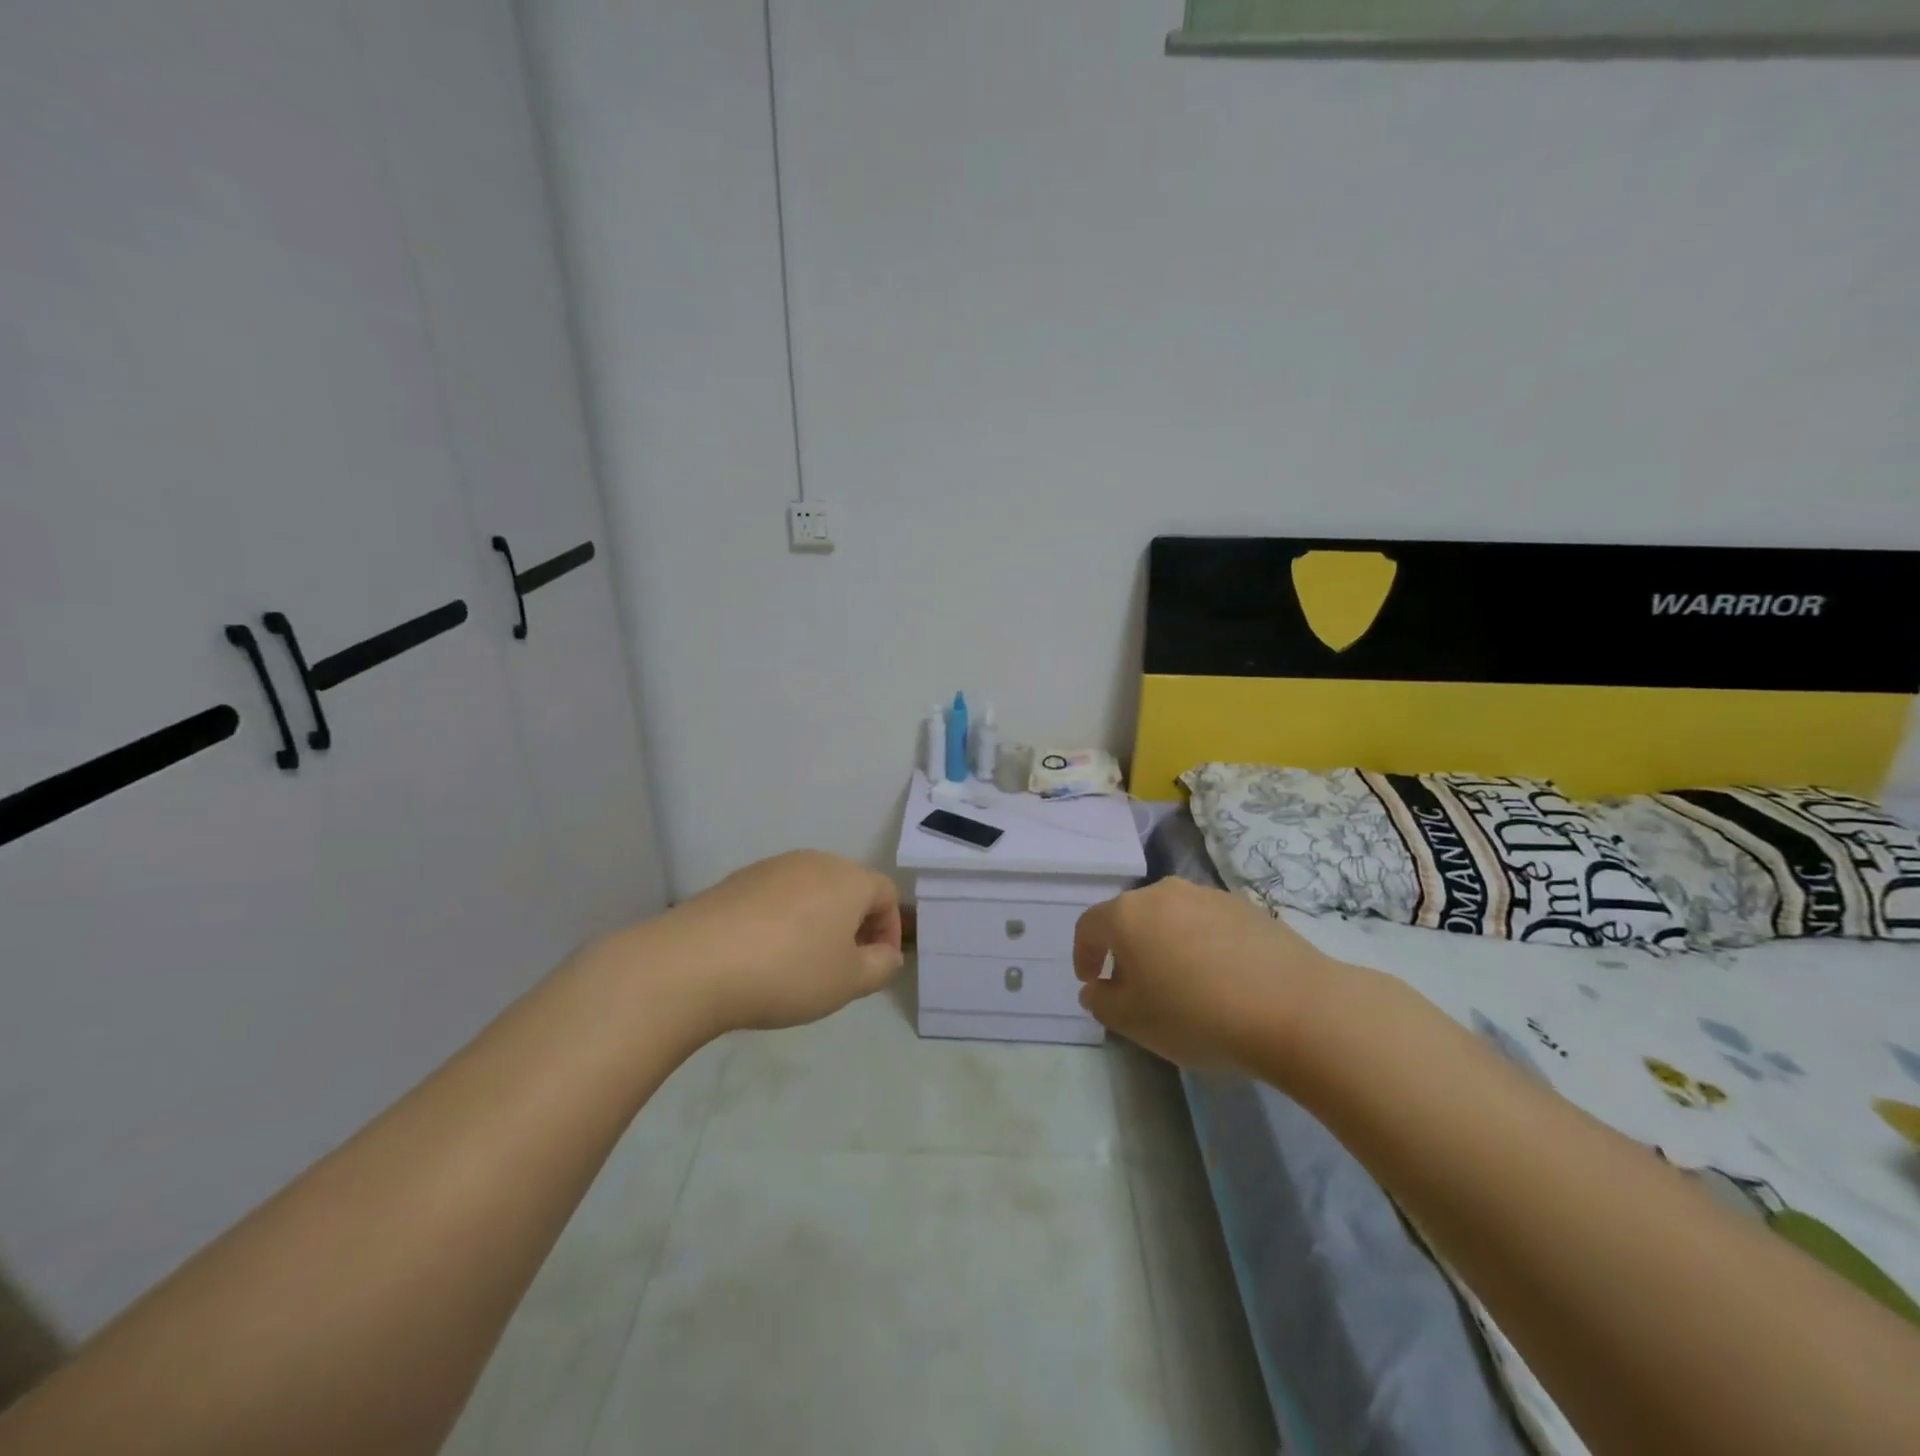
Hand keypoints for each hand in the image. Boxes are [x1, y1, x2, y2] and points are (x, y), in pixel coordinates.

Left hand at [650, 850, 903, 1035]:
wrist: (694, 963)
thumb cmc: (788, 971)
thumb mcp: (848, 982)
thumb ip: (880, 967)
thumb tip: (886, 954)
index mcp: (849, 879)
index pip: (886, 894)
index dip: (889, 930)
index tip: (875, 967)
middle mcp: (814, 862)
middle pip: (848, 888)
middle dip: (853, 926)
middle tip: (842, 967)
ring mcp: (771, 867)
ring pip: (810, 892)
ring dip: (817, 923)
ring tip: (800, 965)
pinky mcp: (737, 881)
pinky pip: (775, 899)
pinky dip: (781, 922)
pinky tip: (762, 956)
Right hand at [1072, 878, 1340, 1072]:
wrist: (1295, 1009)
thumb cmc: (1198, 1016)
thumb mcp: (1134, 1023)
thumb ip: (1102, 1003)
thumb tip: (1096, 988)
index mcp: (1127, 914)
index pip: (1088, 927)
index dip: (1083, 955)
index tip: (1091, 983)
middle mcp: (1164, 893)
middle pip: (1130, 917)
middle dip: (1125, 950)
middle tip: (1135, 987)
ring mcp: (1208, 895)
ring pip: (1170, 918)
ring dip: (1164, 945)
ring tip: (1181, 984)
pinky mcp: (1246, 907)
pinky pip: (1207, 924)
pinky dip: (1201, 945)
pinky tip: (1220, 980)